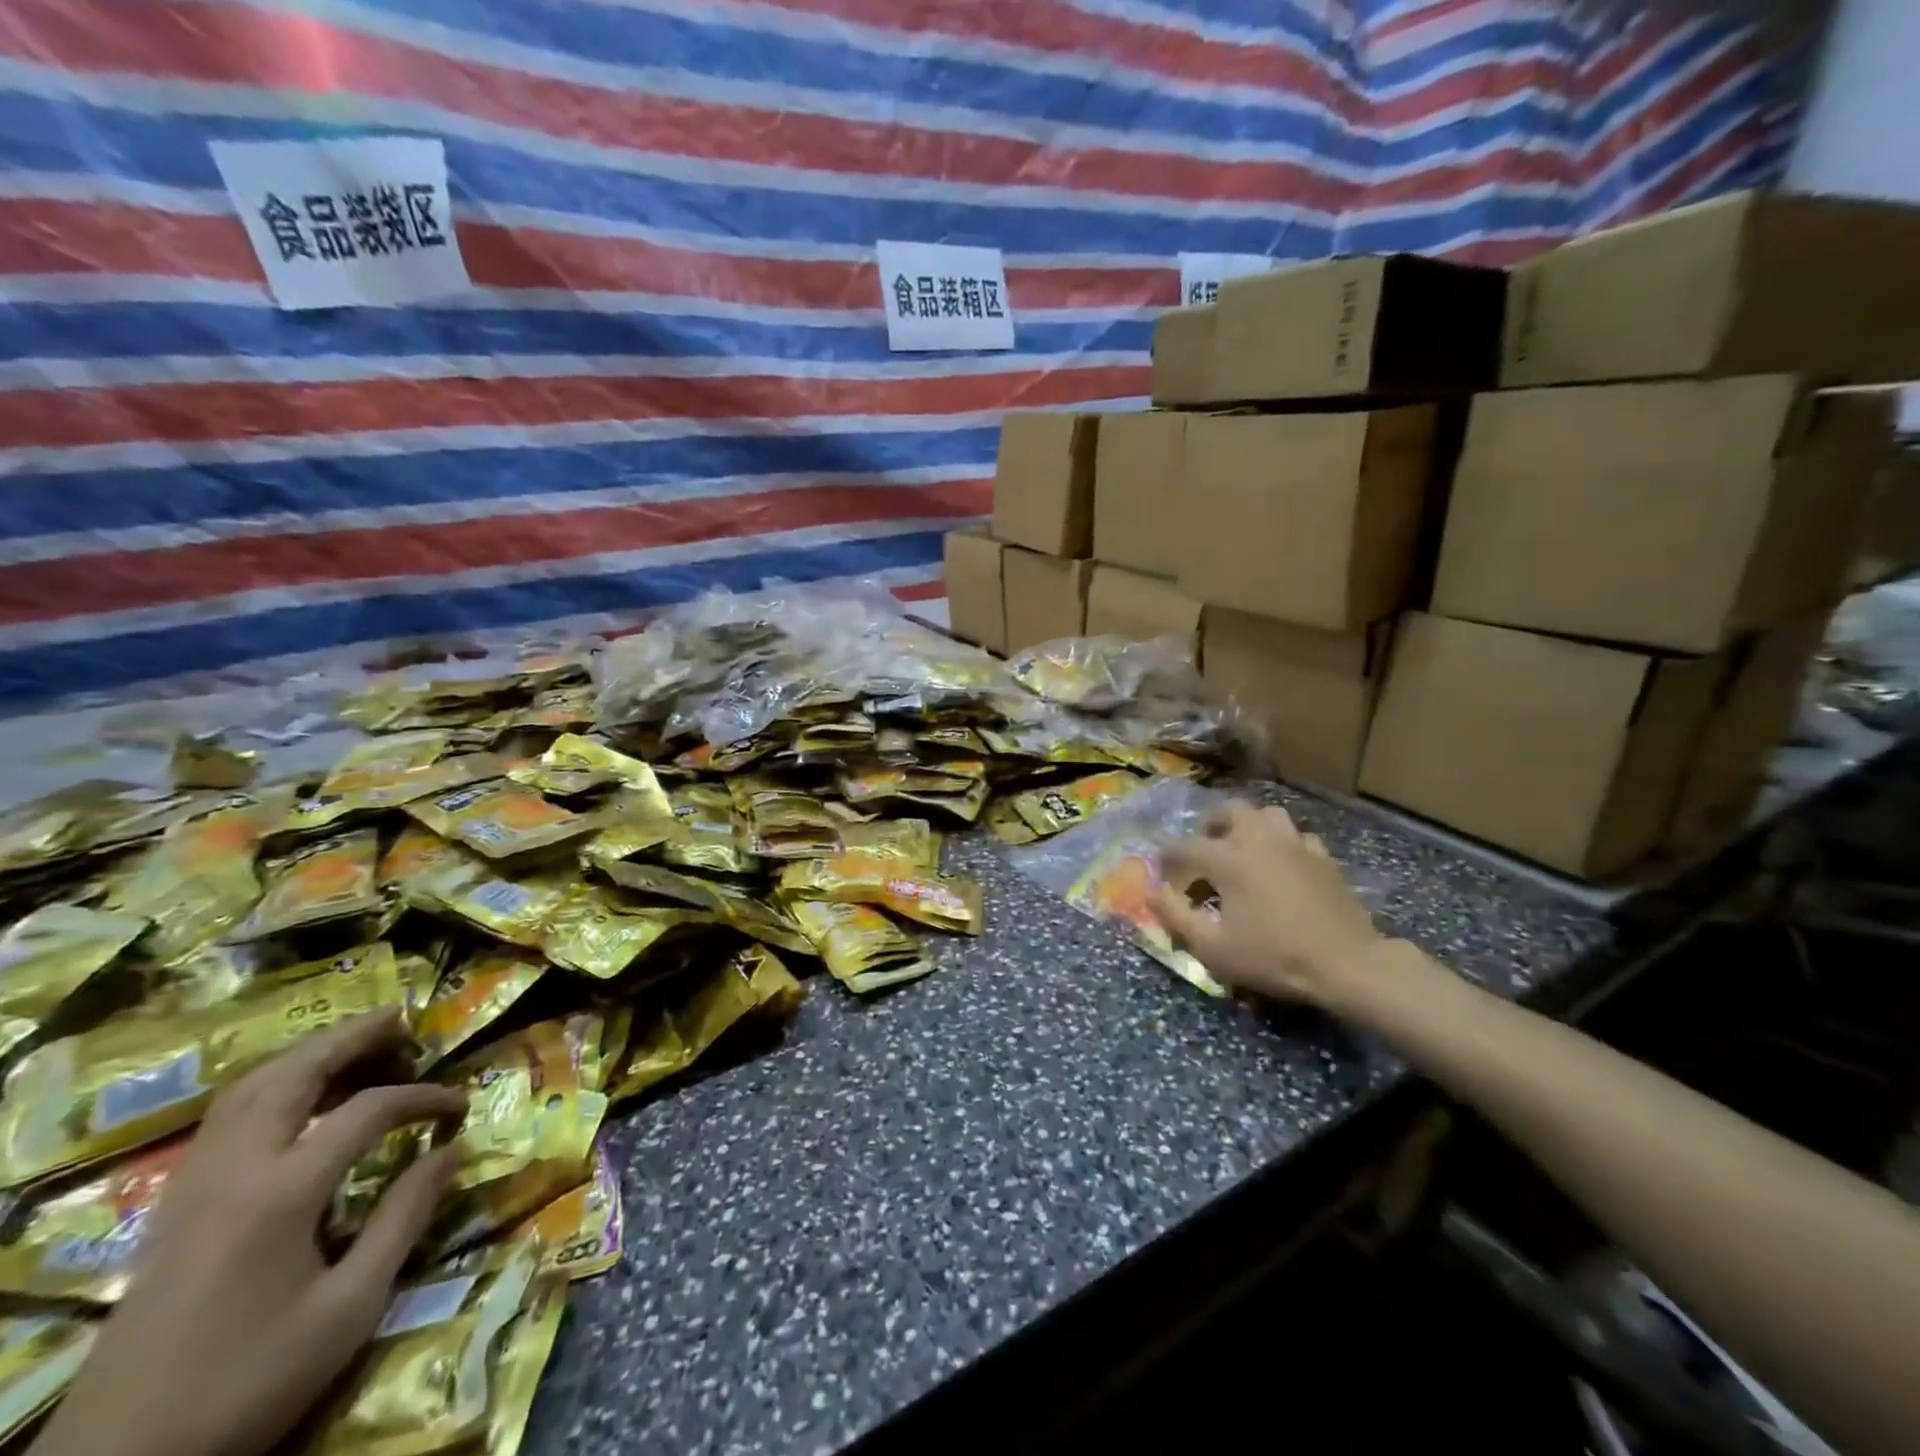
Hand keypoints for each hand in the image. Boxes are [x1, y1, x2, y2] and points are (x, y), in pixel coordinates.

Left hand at [33, 1012, 466, 1455]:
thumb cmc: (248, 1380)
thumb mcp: (348, 1308)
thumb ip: (403, 1219)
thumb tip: (452, 1152)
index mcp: (279, 1193)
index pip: (366, 1111)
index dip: (422, 1099)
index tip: (459, 1107)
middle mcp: (231, 1172)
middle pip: (290, 1076)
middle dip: (349, 1038)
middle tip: (399, 1018)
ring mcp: (191, 1188)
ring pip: (247, 1091)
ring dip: (305, 1056)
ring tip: (353, 1043)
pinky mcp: (171, 1209)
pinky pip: (223, 1119)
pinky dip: (269, 1086)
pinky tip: (295, 1098)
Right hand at [1156, 801, 1386, 1011]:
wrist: (1347, 964)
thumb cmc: (1273, 956)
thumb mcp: (1213, 947)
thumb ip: (1176, 916)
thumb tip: (1150, 892)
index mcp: (1228, 858)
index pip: (1185, 847)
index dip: (1167, 857)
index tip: (1161, 869)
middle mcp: (1259, 839)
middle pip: (1230, 810)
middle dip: (1211, 823)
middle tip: (1205, 845)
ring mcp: (1296, 844)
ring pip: (1267, 815)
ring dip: (1250, 826)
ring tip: (1243, 848)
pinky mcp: (1324, 858)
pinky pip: (1297, 837)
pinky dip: (1283, 845)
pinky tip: (1283, 865)